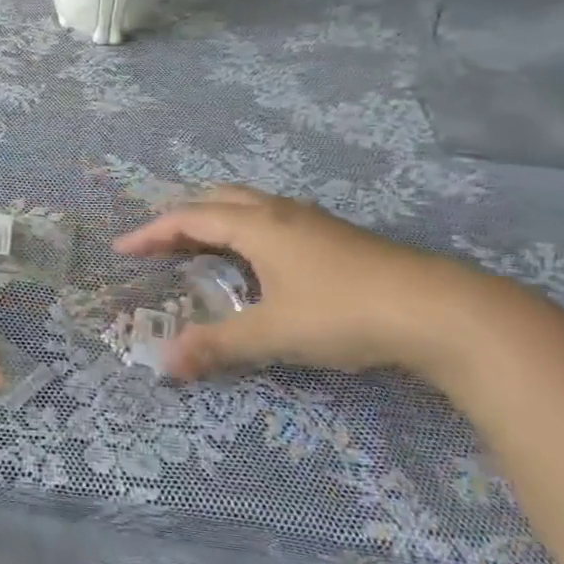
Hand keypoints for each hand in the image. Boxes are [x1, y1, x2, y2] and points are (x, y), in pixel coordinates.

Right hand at [113, 185, 489, 381]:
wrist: (441, 311)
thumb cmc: (344, 312)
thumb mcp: (273, 332)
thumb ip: (217, 345)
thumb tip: (164, 363)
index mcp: (257, 225)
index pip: (189, 218)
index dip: (151, 233)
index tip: (122, 249)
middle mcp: (280, 212)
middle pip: (217, 200)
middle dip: (181, 219)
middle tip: (158, 247)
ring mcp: (312, 222)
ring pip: (249, 208)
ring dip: (215, 222)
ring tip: (199, 251)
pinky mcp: (336, 238)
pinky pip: (272, 221)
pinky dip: (244, 232)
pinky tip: (256, 264)